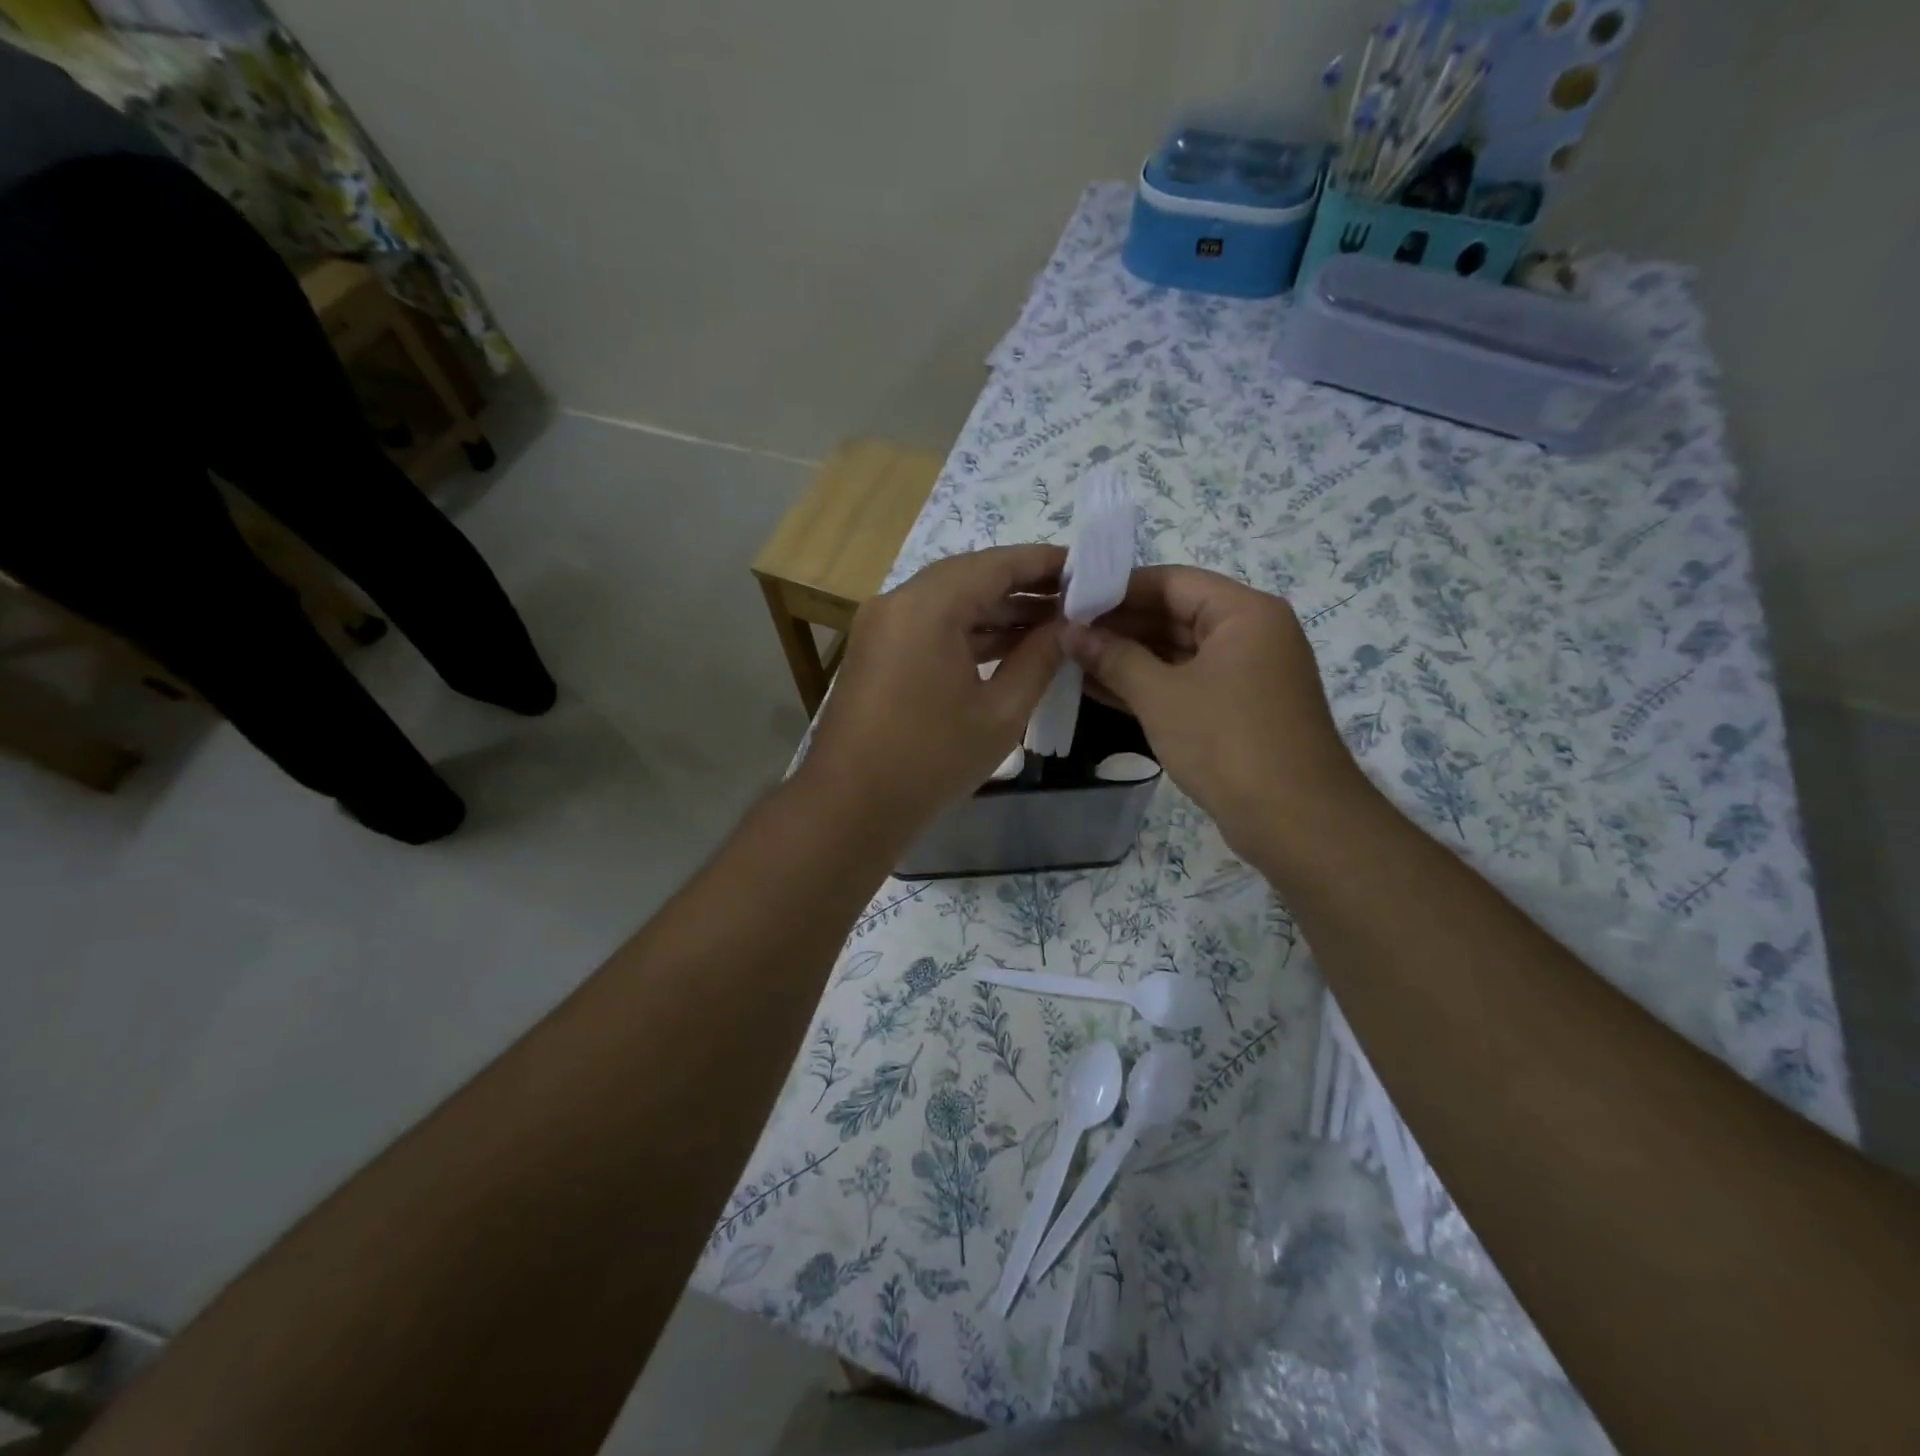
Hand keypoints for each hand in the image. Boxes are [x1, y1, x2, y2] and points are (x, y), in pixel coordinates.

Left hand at [803, 545, 1065, 836]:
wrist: (850, 805)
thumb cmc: (931, 760)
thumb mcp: (1000, 713)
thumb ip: (1038, 659)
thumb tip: (1067, 628)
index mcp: (928, 606)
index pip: (997, 564)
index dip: (1044, 562)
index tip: (1086, 569)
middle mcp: (899, 601)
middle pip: (971, 576)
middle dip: (1023, 586)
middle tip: (1075, 599)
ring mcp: (882, 625)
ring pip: (949, 601)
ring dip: (996, 610)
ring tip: (1051, 623)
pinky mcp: (877, 649)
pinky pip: (930, 625)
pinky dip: (968, 631)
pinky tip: (1008, 646)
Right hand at [1063, 565, 1375, 862]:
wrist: (1294, 821)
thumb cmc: (1227, 743)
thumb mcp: (1161, 696)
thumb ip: (1113, 658)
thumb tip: (1069, 632)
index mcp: (1244, 612)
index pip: (1171, 582)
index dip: (1117, 590)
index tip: (1070, 601)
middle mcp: (1250, 633)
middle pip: (1174, 614)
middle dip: (1118, 626)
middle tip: (1063, 633)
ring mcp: (1245, 673)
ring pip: (1177, 652)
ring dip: (1127, 657)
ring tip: (1070, 659)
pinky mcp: (1237, 708)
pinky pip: (1185, 682)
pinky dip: (1147, 684)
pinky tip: (1099, 688)